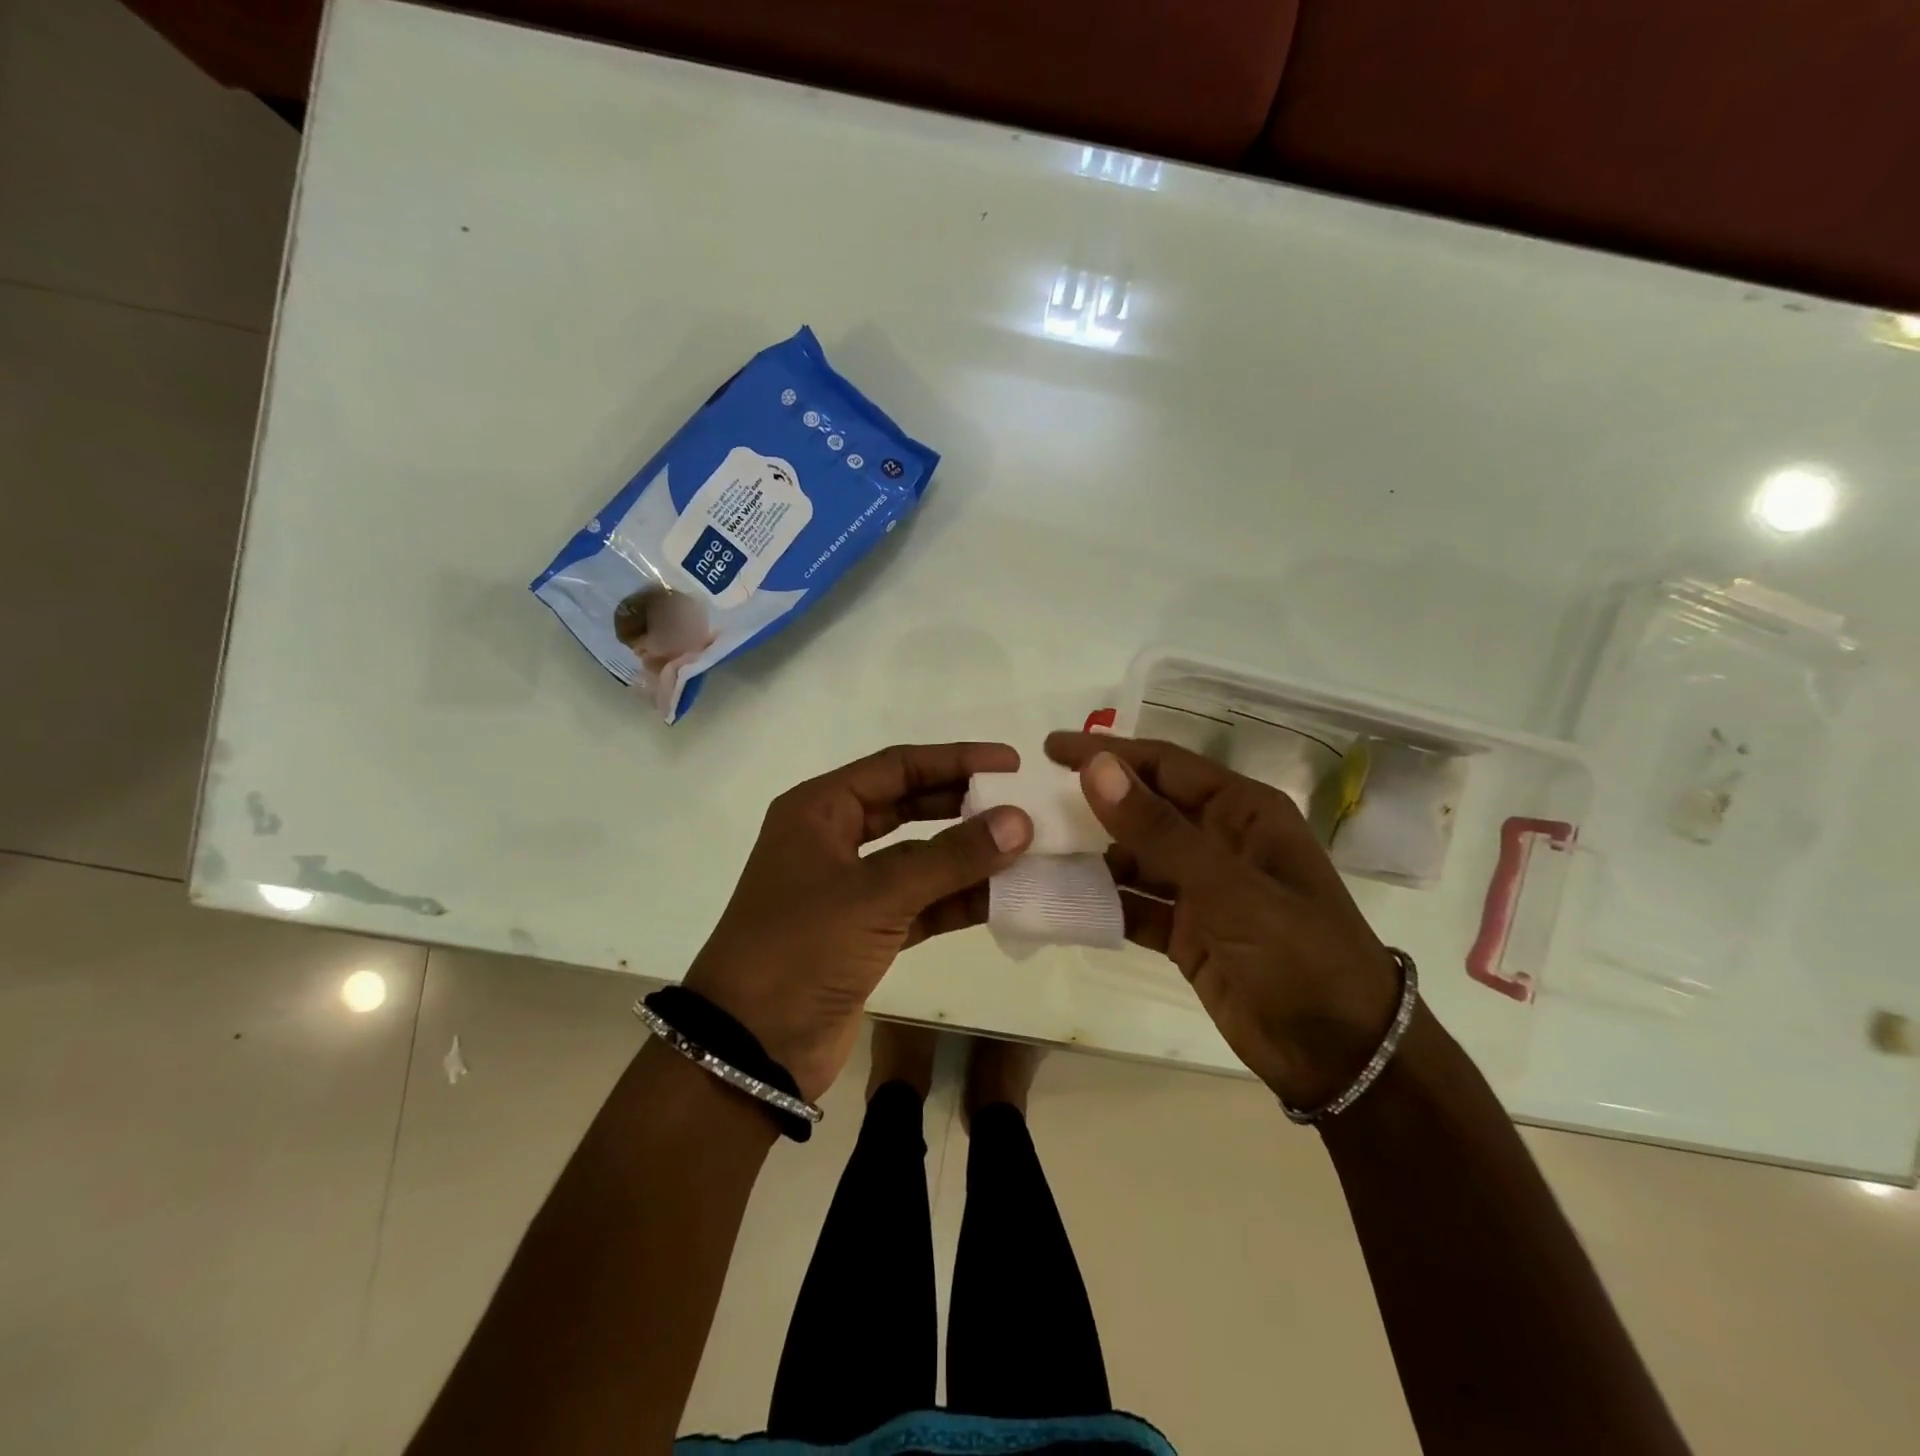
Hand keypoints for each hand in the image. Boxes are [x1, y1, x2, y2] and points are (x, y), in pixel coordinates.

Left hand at [685, 743, 1033, 1099]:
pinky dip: (957, 899)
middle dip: (963, 804)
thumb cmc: (801, 949)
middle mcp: (833, 839)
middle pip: (909, 805)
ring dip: (967, 856)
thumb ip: (950, 857)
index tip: (1010, 763)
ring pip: (919, 857)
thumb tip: (1020, 820)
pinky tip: (1003, 897)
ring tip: (1026, 850)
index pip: (897, 767)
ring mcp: (850, 888)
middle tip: (1020, 803)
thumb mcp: (875, 895)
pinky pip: (921, 902)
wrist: (750, 1048)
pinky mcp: (866, 932)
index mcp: (819, 810)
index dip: (955, 760)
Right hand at [1046, 732, 1399, 1109]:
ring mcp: (1204, 889)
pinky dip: (1104, 902)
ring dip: (1092, 855)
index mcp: (1243, 812)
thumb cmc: (1298, 955)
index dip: (1109, 753)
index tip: (1050, 749)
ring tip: (1036, 852)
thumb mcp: (1228, 887)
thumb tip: (1097, 767)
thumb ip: (1159, 829)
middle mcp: (1220, 841)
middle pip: (1146, 808)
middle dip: (1094, 802)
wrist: (1342, 1056)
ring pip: (1136, 858)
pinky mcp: (1189, 931)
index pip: (1165, 765)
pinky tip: (1064, 900)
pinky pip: (1136, 905)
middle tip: (1032, 802)